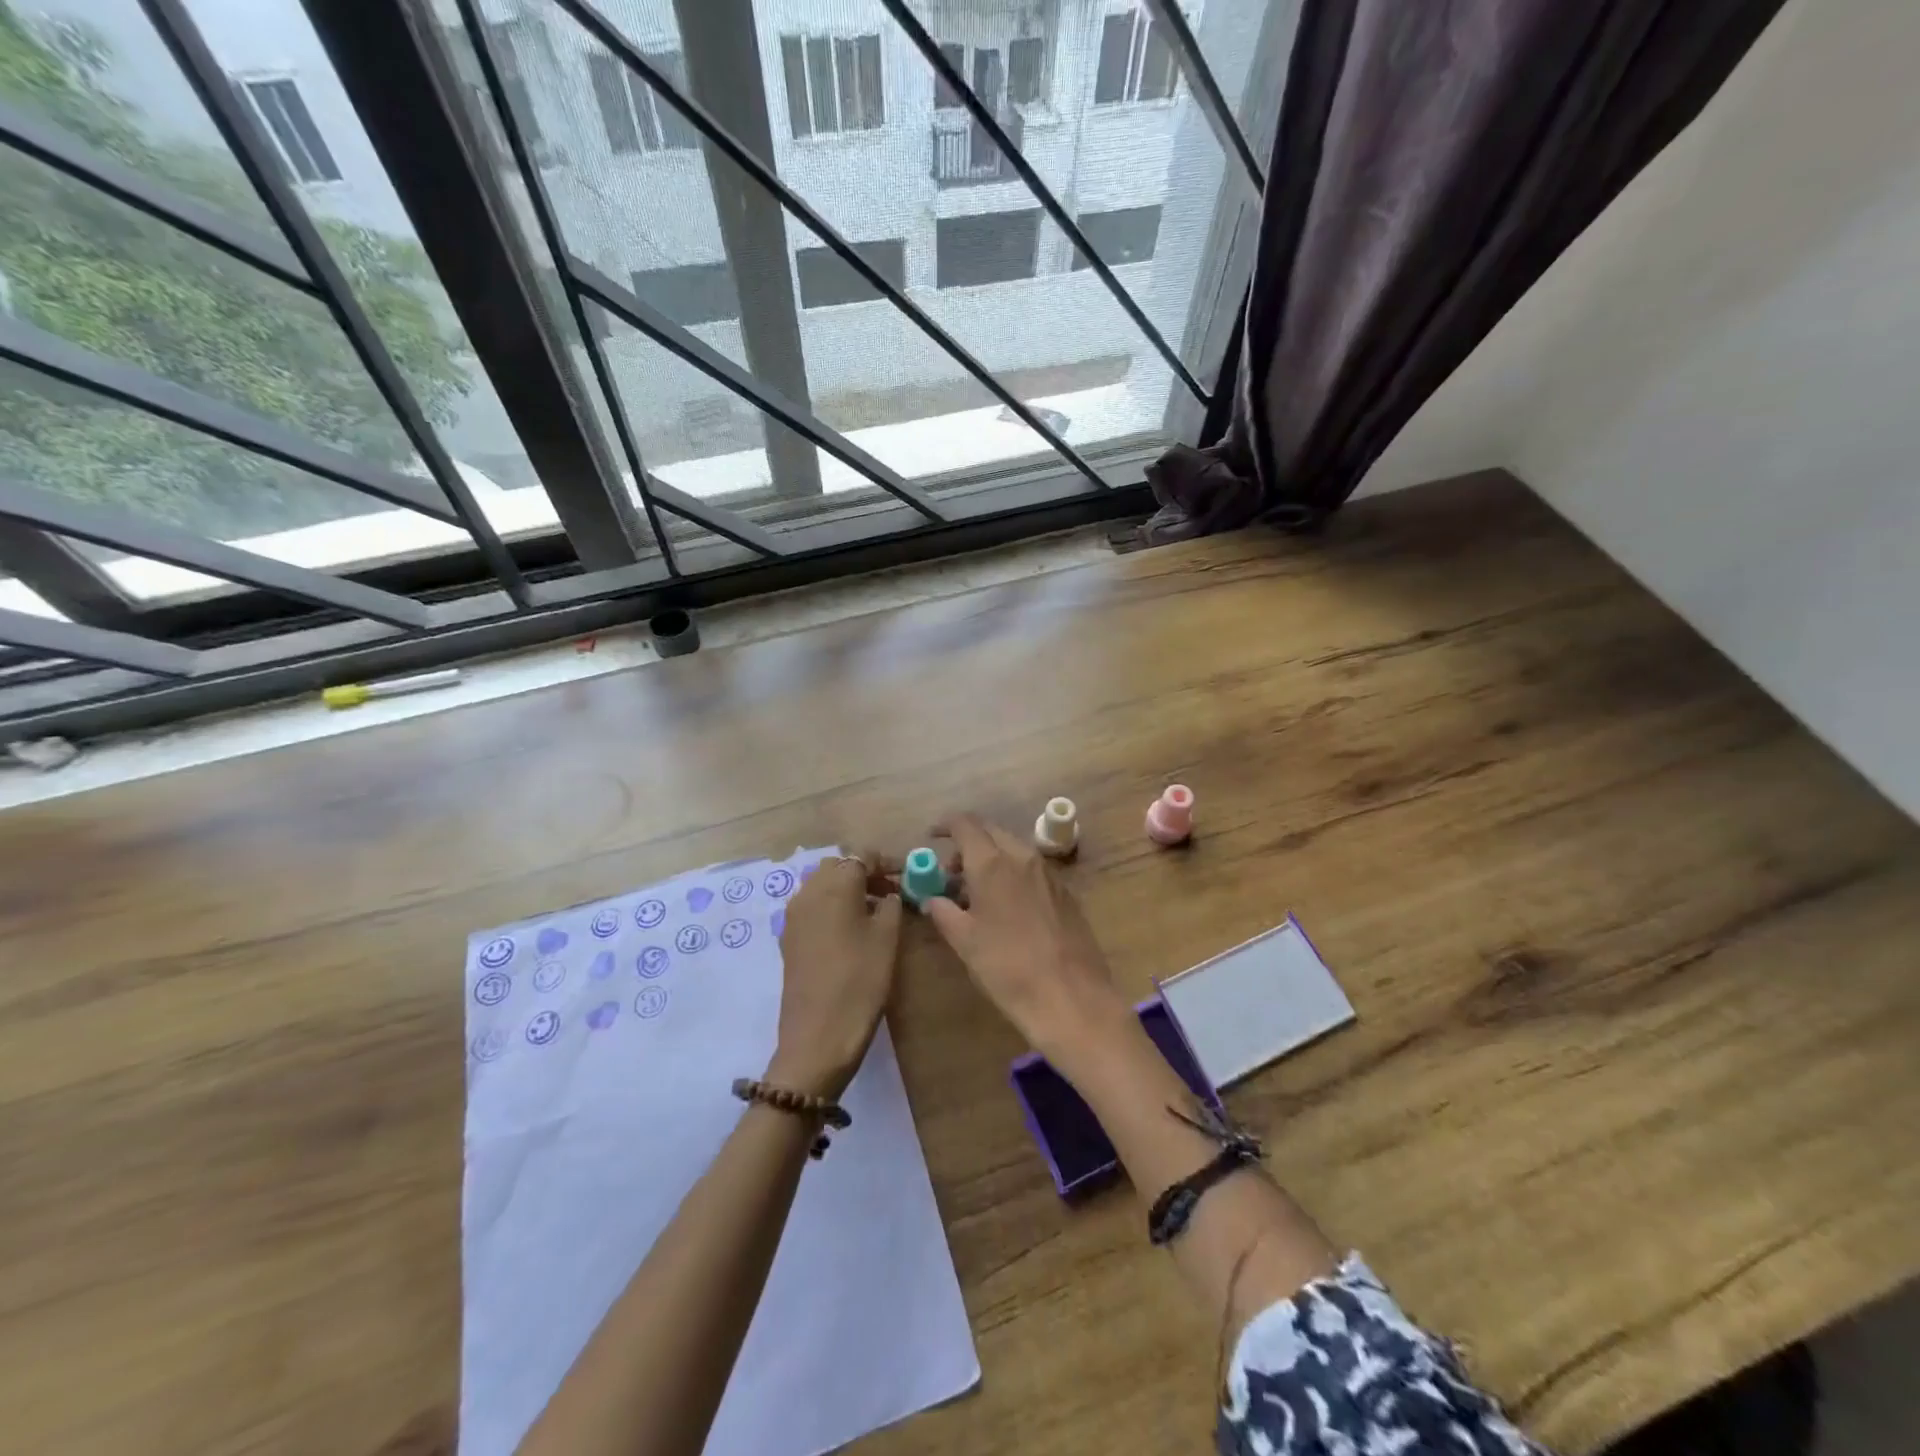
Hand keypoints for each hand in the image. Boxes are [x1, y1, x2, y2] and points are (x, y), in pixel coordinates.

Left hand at [768, 854, 903, 1099]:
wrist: (818, 1036)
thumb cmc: (860, 981)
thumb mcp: (887, 938)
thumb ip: (891, 905)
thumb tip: (888, 894)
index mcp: (835, 885)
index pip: (863, 856)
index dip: (886, 863)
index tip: (906, 877)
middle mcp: (808, 891)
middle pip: (838, 866)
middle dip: (863, 872)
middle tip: (890, 892)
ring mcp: (793, 915)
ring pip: (821, 885)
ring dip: (846, 889)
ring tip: (873, 912)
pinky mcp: (788, 938)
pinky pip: (812, 907)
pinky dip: (831, 907)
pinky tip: (850, 931)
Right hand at [922, 814, 1129, 1067]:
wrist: (1071, 997)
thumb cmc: (1007, 967)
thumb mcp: (965, 942)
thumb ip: (944, 912)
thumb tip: (933, 899)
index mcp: (992, 862)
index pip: (965, 824)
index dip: (945, 825)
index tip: (931, 837)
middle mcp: (1022, 856)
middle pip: (990, 833)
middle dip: (968, 845)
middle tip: (951, 873)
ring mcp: (1048, 873)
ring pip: (1013, 850)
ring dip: (991, 859)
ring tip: (976, 894)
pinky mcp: (1065, 892)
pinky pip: (1031, 869)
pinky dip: (1012, 874)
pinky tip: (1007, 906)